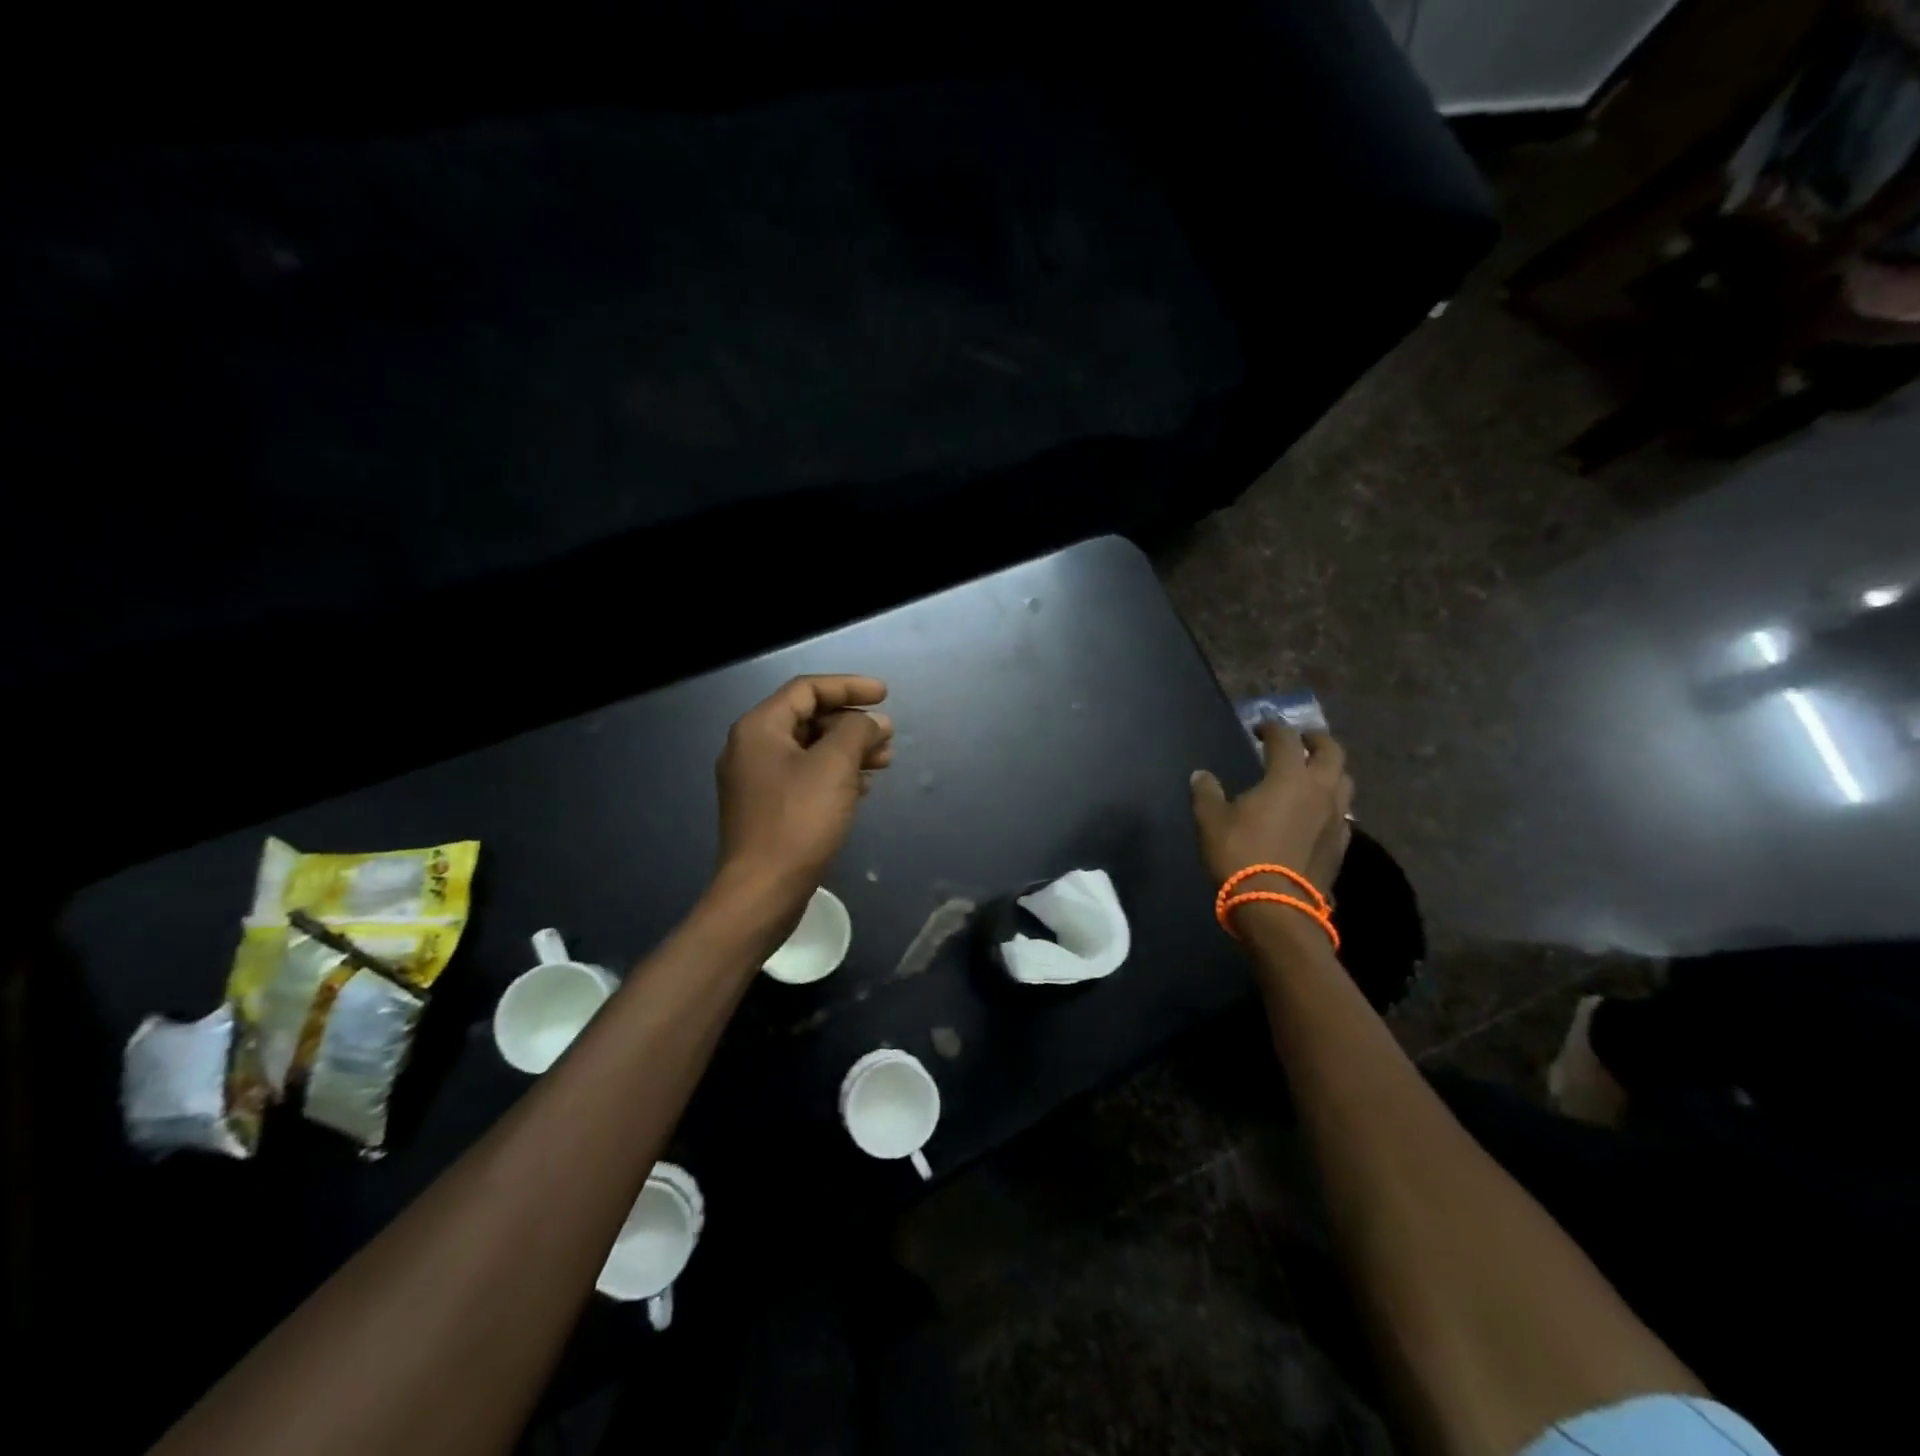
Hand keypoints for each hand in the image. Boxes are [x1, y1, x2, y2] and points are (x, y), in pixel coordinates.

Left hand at [714, 674, 892, 904]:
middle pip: (808, 718)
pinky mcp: (767, 809)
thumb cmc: (798, 820)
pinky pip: (805, 777)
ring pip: (810, 750)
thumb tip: (874, 722)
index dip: (849, 686)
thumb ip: (857, 732)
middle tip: (888, 736)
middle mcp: (752, 748)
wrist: (762, 891)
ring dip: (848, 750)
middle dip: (852, 723)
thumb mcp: (834, 766)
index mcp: (759, 728)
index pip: (807, 689)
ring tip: (885, 761)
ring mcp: (757, 781)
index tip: (885, 695)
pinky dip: (836, 775)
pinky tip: (863, 787)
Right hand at [1190, 724, 1353, 896]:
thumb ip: (1207, 793)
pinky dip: (1331, 803)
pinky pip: (1342, 813)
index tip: (1259, 727)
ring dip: (1330, 770)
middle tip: (1301, 740)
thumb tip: (1202, 775)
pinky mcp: (1341, 845)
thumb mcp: (1211, 821)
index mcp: (1289, 778)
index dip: (1272, 728)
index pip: (1286, 739)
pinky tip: (1316, 812)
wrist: (1276, 908)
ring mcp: (1337, 819)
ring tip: (1313, 774)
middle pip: (1332, 752)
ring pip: (1344, 781)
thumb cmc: (1240, 855)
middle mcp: (1321, 791)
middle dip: (1316, 740)